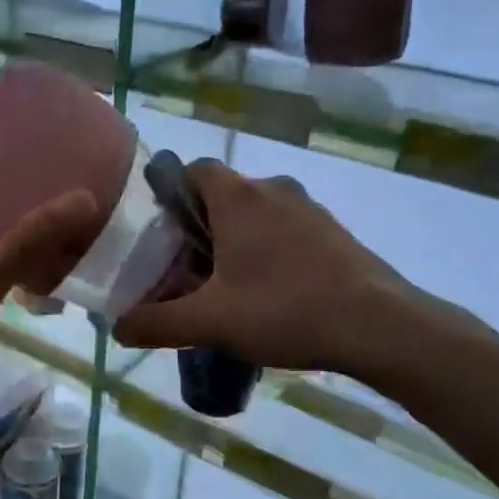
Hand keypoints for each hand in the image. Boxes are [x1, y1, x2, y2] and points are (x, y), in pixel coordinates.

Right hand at [113, 159, 442, 373]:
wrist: (380, 326)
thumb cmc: (284, 310)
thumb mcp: (210, 322)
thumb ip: (158, 323)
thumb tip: (118, 328)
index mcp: (238, 197)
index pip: (194, 170)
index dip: (173, 195)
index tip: (165, 236)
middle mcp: (273, 189)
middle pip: (224, 196)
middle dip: (202, 229)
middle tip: (190, 273)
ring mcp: (310, 209)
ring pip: (258, 214)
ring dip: (238, 242)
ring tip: (230, 290)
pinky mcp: (335, 232)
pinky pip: (288, 231)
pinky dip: (271, 252)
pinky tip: (274, 297)